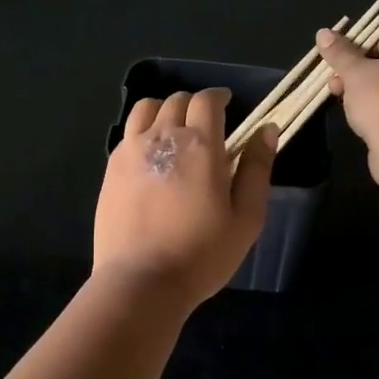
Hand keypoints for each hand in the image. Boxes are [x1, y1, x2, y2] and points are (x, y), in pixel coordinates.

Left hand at [93, 89, 275, 307]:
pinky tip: (150, 154)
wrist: (141, 281)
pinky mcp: (110, 168)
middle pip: (176, 100)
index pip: (207, 100)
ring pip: (146, 109)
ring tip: (173, 129)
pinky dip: (142, 131)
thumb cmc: (202, 254)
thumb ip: (257, 169)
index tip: (227, 104)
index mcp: (200, 145)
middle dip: (194, 104)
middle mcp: (162, 137)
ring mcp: (130, 150)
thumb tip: (267, 129)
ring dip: (164, 110)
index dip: (219, 97)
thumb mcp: (246, 217)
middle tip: (205, 124)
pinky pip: (127, 133)